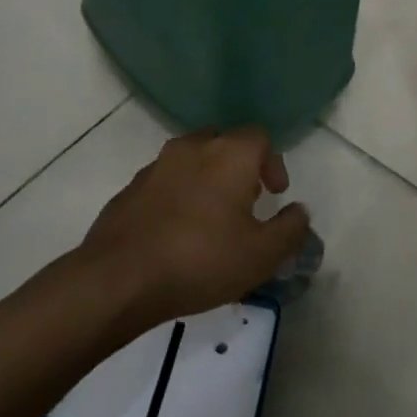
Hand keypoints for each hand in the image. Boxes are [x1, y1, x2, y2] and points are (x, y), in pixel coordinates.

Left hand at [78, 128, 310, 325]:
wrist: (117, 279)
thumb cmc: (200, 260)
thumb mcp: (262, 255)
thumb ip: (291, 229)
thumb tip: (299, 211)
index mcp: (229, 154)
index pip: (259, 137)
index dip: (272, 163)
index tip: (274, 194)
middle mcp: (192, 148)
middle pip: (224, 142)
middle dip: (239, 166)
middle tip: (246, 202)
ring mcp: (155, 166)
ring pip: (191, 160)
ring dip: (207, 179)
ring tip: (211, 219)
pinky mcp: (129, 189)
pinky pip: (164, 182)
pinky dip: (178, 196)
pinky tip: (177, 232)